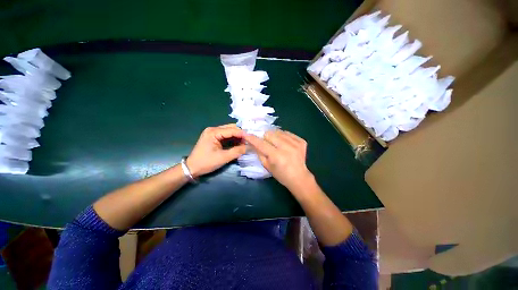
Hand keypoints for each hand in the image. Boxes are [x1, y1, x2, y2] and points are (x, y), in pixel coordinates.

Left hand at [186, 124, 245, 176]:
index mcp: (213, 132)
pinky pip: (226, 136)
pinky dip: (233, 139)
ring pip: (229, 131)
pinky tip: (239, 143)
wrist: (192, 168)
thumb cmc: (206, 162)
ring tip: (246, 142)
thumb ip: (237, 151)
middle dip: (241, 134)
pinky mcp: (214, 137)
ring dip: (238, 136)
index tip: (252, 138)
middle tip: (249, 140)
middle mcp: (213, 129)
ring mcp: (213, 133)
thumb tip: (249, 147)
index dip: (243, 133)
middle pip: (231, 128)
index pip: (232, 130)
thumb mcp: (223, 158)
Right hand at [244, 130, 313, 191]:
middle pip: (270, 134)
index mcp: (277, 156)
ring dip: (275, 137)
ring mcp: (296, 143)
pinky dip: (284, 137)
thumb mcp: (267, 166)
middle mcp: (287, 148)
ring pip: (278, 131)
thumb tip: (253, 142)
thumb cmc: (281, 174)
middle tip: (267, 144)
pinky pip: (288, 133)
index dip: (252, 138)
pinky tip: (285, 145)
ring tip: (277, 145)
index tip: (246, 134)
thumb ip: (259, 153)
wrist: (299, 177)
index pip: (261, 144)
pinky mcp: (301, 141)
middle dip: (265, 138)